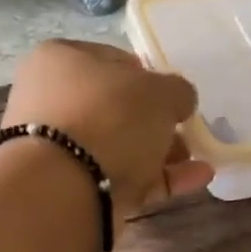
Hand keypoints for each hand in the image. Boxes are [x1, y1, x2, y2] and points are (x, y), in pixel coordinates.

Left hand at [3, 39, 214, 223]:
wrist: (64, 191)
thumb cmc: (108, 118)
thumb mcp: (158, 92)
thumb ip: (176, 91)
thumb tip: (179, 100)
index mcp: (58, 61)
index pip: (110, 60)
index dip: (147, 76)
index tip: (172, 95)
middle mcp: (51, 103)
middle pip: (115, 110)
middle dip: (155, 123)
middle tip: (186, 133)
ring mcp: (59, 151)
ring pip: (119, 148)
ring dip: (161, 154)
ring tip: (199, 162)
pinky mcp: (72, 191)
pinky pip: (122, 179)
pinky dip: (158, 180)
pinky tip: (196, 180)